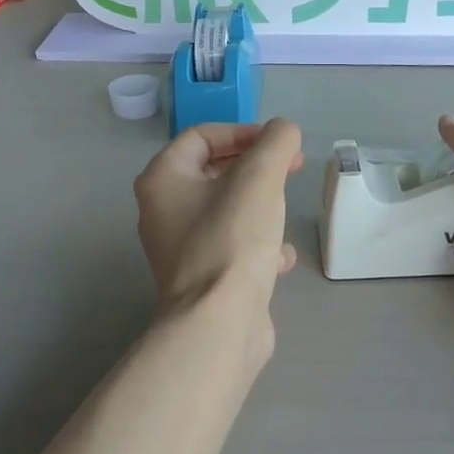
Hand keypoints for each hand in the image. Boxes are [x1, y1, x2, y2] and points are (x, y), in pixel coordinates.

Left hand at [134, 119, 304, 318]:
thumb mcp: (260, 177)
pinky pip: (232, 247)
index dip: (243, 132)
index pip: (202, 137)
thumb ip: (275, 142)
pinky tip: (281, 259)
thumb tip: (284, 131)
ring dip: (260, 206)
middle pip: (213, 172)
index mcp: (162, 180)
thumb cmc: (232, 239)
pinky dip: (258, 245)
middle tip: (291, 169)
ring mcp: (180, 249)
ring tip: (284, 212)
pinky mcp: (202, 279)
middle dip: (256, 167)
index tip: (279, 144)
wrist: (220, 323)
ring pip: (226, 211)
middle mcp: (163, 212)